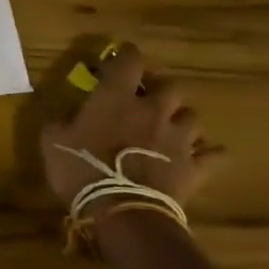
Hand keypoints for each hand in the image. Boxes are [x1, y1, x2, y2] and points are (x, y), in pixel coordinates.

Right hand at [40, 42, 224, 215]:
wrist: (122, 213)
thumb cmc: (81, 169)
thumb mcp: (53, 140)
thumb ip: (61, 121)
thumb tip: (64, 116)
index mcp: (117, 96)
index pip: (130, 60)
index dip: (128, 55)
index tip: (122, 57)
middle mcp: (153, 110)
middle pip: (171, 87)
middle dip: (161, 91)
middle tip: (149, 101)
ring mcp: (178, 138)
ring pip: (193, 117)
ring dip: (182, 121)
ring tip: (172, 130)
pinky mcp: (195, 168)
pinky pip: (215, 156)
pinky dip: (210, 155)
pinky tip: (204, 157)